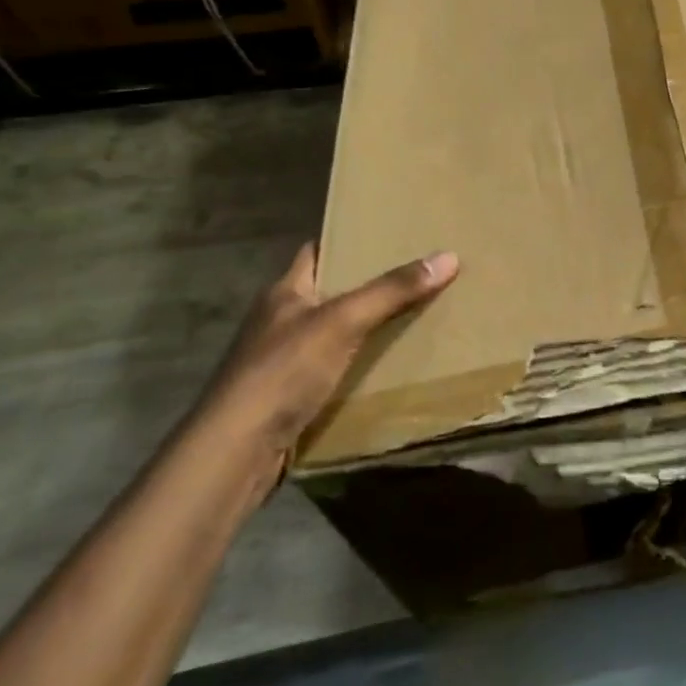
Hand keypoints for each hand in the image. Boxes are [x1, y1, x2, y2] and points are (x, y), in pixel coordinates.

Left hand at [199, 242, 458, 463]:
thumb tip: (449, 256)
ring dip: (367, 327)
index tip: (390, 233)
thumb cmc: (283, 371)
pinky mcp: (290, 396)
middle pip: (331, 291)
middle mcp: (280, 320)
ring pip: (334, 332)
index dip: (349, 240)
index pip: (318, 251)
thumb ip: (392, 290)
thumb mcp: (343, 321)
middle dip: (370, 284)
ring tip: (417, 313)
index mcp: (284, 292)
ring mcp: (282, 360)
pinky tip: (391, 364)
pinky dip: (360, 364)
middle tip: (418, 272)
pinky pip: (334, 368)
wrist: (236, 452)